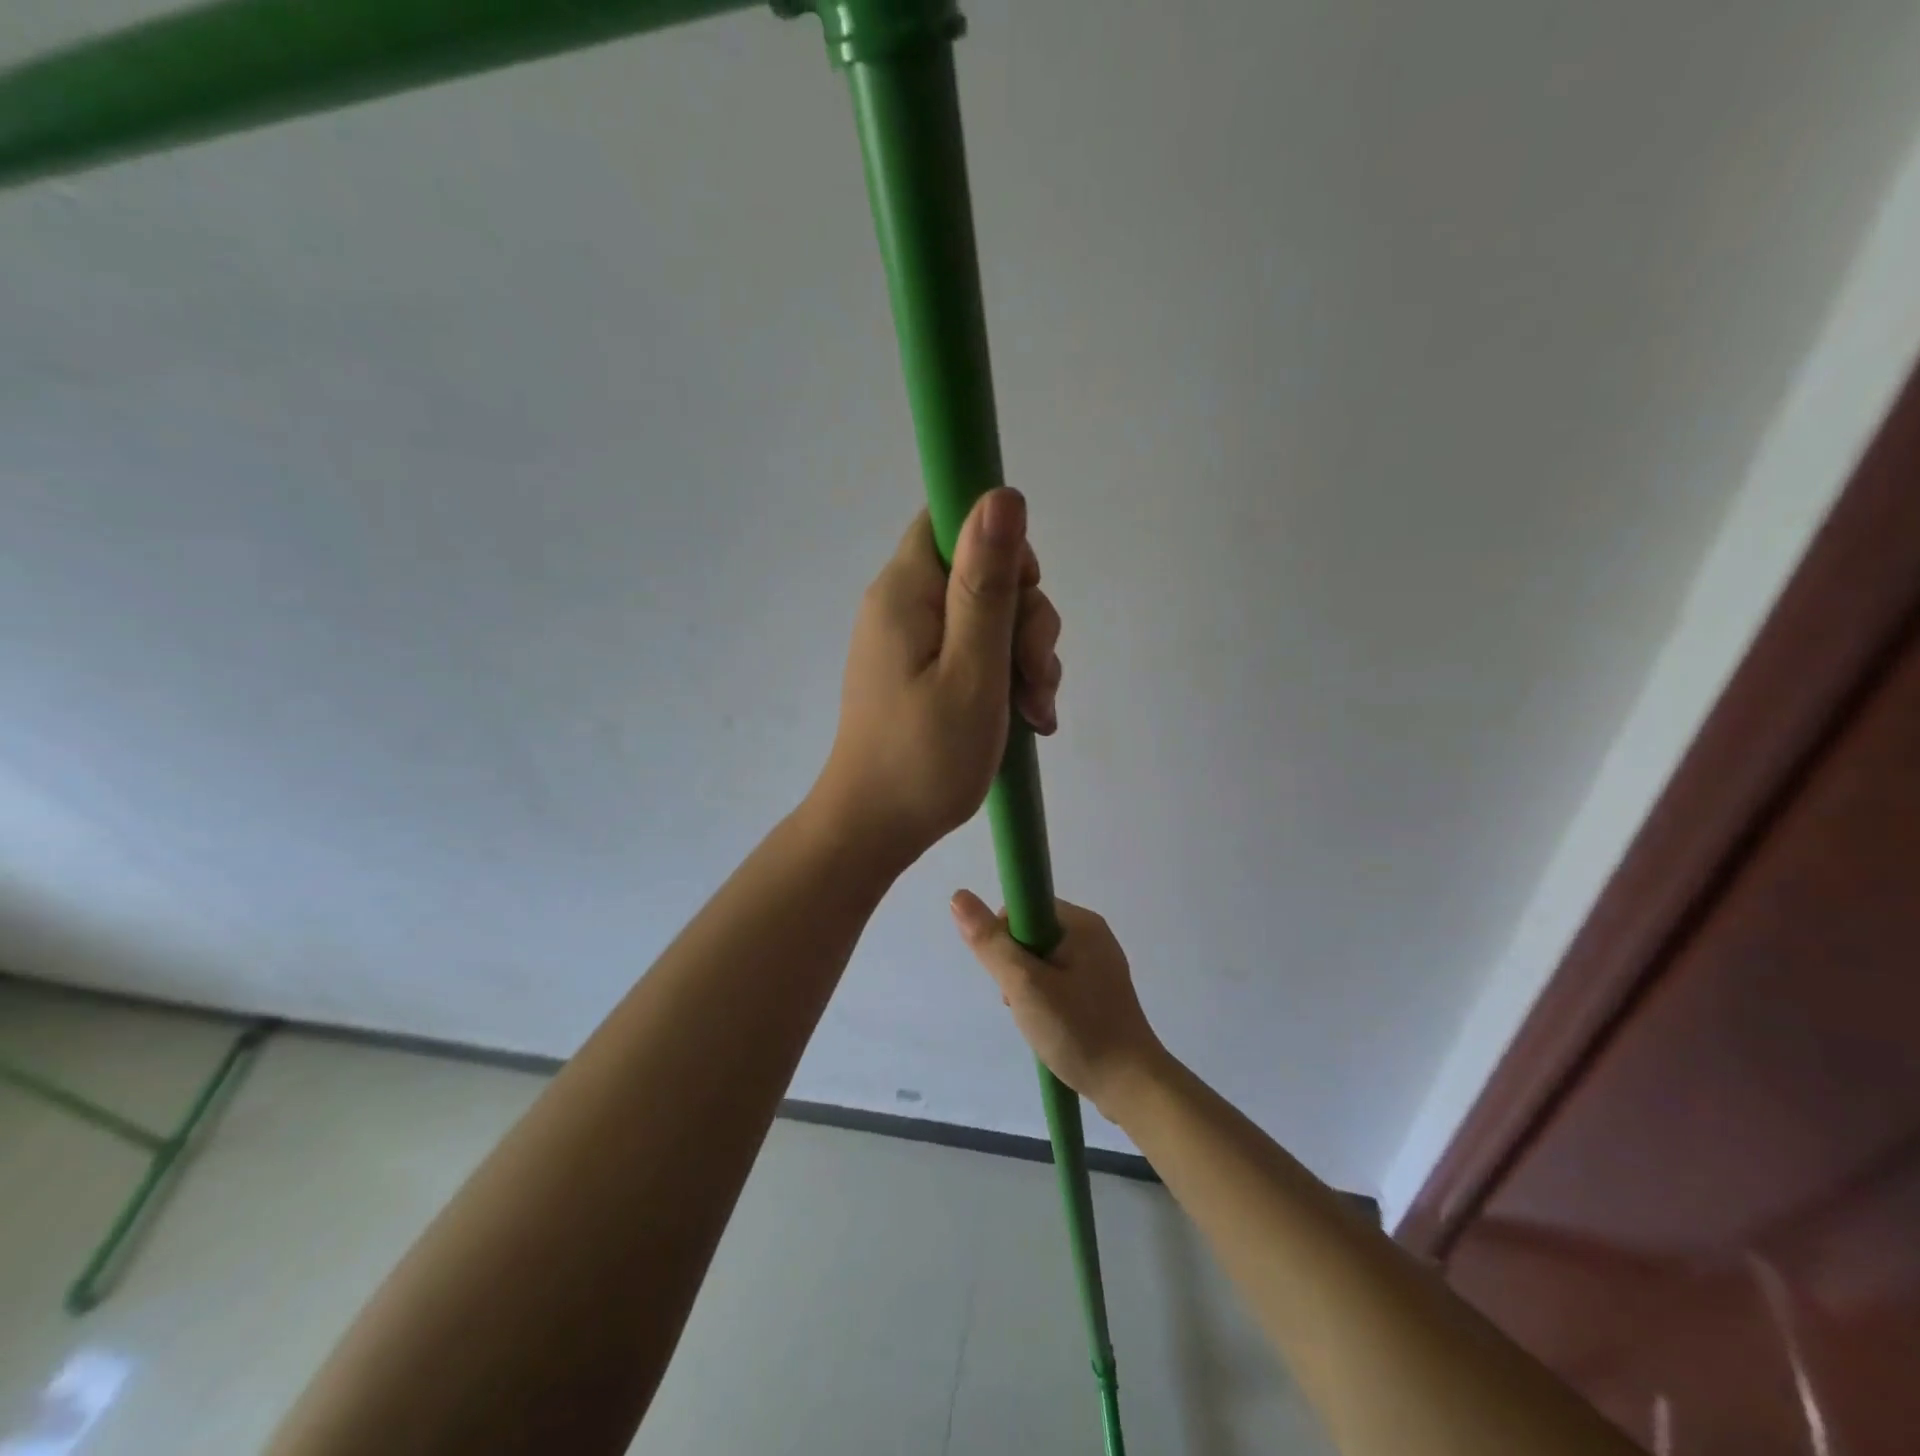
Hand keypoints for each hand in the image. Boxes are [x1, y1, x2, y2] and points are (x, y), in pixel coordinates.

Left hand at [812, 488, 1061, 864]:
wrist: (876, 828)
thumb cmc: (925, 757)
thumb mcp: (972, 670)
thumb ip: (987, 585)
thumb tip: (1002, 494)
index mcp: (905, 591)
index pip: (954, 519)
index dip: (1002, 547)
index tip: (1021, 601)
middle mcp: (904, 604)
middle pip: (983, 570)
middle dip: (1025, 619)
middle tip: (1032, 679)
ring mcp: (912, 640)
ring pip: (990, 615)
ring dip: (1025, 655)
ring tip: (1035, 711)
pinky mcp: (923, 670)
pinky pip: (976, 649)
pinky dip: (1007, 676)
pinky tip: (1026, 717)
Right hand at [950, 893, 1166, 1121]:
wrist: (1131, 1087)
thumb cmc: (1078, 1030)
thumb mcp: (1025, 985)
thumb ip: (991, 943)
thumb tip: (958, 896)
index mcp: (1082, 923)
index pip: (1024, 908)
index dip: (1004, 937)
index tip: (1007, 973)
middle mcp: (1093, 935)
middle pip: (1031, 935)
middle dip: (1015, 966)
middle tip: (1020, 1002)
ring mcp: (1099, 964)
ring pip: (1042, 961)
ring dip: (1027, 986)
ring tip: (1034, 1019)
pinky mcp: (1100, 991)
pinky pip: (1059, 980)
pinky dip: (1045, 999)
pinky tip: (1048, 1026)